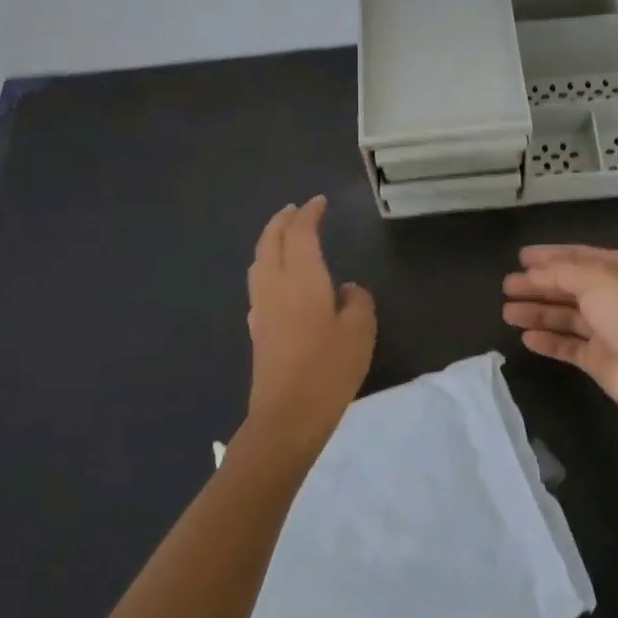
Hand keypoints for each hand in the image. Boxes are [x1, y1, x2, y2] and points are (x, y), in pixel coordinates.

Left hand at [243, 196, 376, 453]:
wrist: (286, 415)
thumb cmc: (328, 368)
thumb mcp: (360, 331)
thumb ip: (357, 301)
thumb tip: (346, 290)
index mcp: (301, 277)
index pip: (300, 233)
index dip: (309, 214)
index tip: (319, 202)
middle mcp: (274, 284)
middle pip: (271, 241)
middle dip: (282, 220)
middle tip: (296, 209)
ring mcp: (261, 307)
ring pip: (259, 261)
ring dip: (270, 241)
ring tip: (283, 235)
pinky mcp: (258, 329)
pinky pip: (259, 283)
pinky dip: (267, 266)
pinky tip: (278, 279)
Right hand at [502, 244, 617, 434]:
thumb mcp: (597, 280)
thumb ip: (561, 272)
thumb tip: (533, 272)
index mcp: (617, 271)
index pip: (577, 258)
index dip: (549, 256)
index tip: (520, 257)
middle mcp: (610, 297)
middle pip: (566, 287)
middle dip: (536, 285)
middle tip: (506, 286)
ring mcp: (605, 330)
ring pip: (563, 316)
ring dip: (536, 312)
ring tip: (507, 312)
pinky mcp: (598, 360)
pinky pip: (566, 346)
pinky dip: (547, 341)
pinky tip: (526, 339)